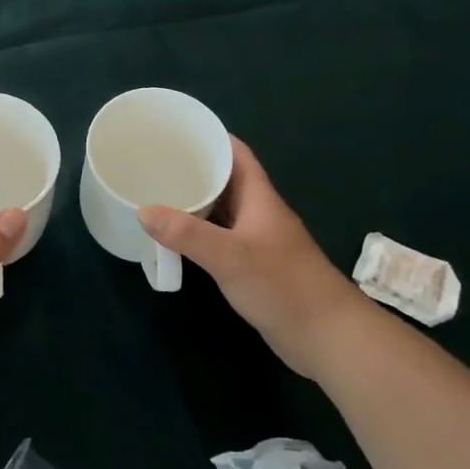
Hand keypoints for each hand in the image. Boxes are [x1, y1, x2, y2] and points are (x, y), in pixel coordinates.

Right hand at [139, 138, 364, 377]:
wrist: (326, 336)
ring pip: (221, 210)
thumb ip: (187, 234)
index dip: (210, 137)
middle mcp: (258, 213)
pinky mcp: (253, 266)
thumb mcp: (230, 256)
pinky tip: (176, 239)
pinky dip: (198, 233)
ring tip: (157, 195)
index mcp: (259, 197)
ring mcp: (257, 240)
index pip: (236, 153)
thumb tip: (143, 210)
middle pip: (225, 180)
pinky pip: (220, 238)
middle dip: (194, 169)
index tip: (176, 132)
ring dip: (194, 202)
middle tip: (155, 164)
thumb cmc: (282, 285)